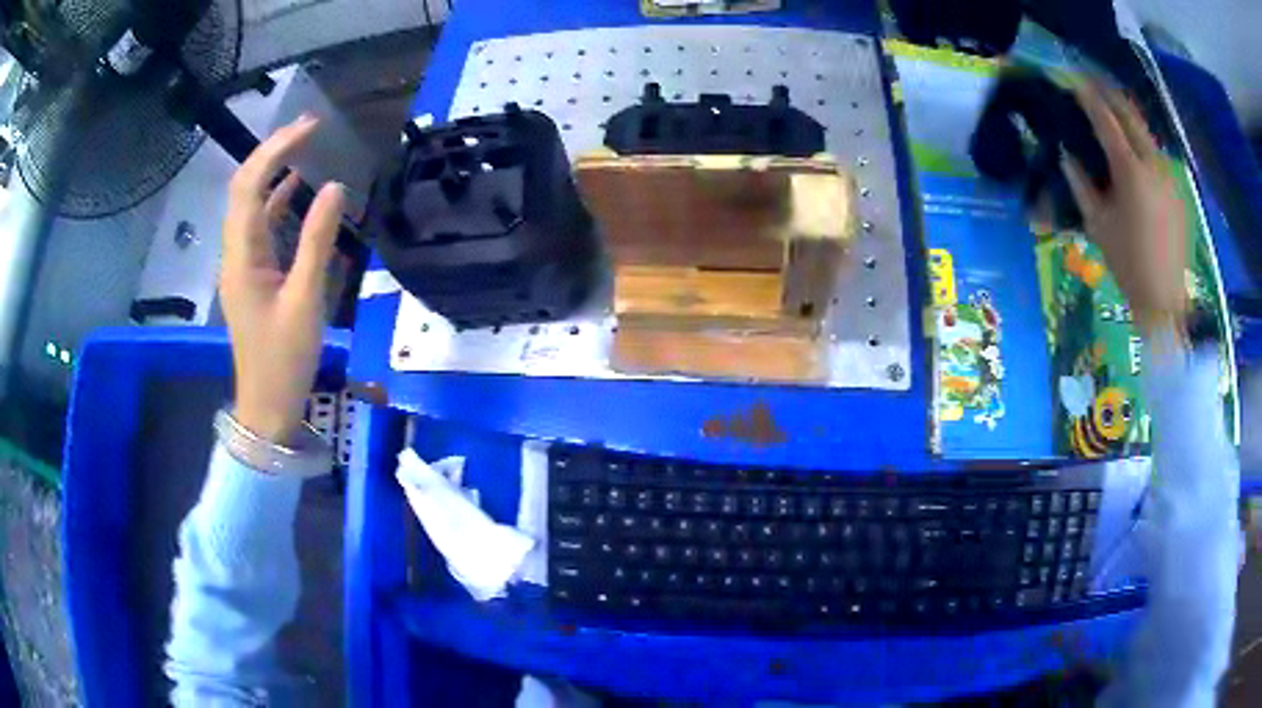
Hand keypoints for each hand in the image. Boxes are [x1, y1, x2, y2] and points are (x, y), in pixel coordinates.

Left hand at [220, 114, 345, 443]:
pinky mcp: (252, 275)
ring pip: (249, 204)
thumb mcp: (306, 300)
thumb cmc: (285, 359)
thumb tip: (334, 188)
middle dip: (272, 151)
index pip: (250, 186)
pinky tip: (295, 188)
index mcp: (242, 256)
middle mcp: (235, 252)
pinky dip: (276, 201)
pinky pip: (259, 227)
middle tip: (309, 127)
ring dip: (273, 171)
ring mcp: (241, 264)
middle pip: (244, 188)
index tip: (310, 127)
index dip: (276, 150)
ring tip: (305, 145)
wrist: (267, 405)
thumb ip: (318, 241)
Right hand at [1061, 81, 1188, 337]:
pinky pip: (1155, 152)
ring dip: (1126, 114)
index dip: (1087, 95)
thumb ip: (1081, 183)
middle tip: (1091, 80)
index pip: (1106, 119)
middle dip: (1109, 92)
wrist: (1165, 301)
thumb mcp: (1097, 224)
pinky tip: (1132, 143)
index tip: (1072, 78)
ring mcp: (1169, 174)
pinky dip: (1140, 139)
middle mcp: (1153, 163)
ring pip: (1145, 130)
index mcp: (1131, 171)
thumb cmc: (1128, 265)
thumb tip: (1067, 153)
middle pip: (1130, 113)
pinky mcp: (1177, 188)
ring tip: (1110, 107)